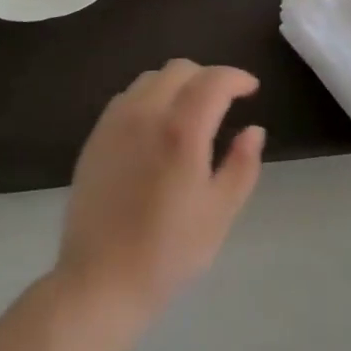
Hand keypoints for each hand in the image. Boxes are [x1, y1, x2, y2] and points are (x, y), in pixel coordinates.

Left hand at [56, 60, 264, 323]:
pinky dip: (150, 97)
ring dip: (177, 84)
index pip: (214, 80)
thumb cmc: (167, 252)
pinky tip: (156, 127)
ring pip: (151, 78)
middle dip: (208, 77)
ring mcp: (116, 121)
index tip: (252, 89)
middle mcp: (146, 113)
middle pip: (181, 69)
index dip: (237, 77)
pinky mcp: (96, 135)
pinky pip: (128, 97)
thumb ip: (242, 165)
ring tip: (190, 112)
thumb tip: (254, 129)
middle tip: (224, 102)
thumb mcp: (219, 214)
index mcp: (181, 130)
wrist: (99, 281)